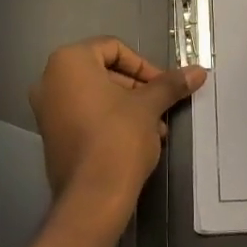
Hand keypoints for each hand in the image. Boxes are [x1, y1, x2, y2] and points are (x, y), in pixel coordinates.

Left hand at [28, 37, 204, 219]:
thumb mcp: (149, 106)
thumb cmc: (118, 137)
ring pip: (97, 96)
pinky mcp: (52, 135)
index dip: (144, 65)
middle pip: (104, 71)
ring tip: (156, 128)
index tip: (164, 85)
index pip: (114, 48)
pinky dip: (110, 121)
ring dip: (129, 107)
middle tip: (162, 106)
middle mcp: (50, 80)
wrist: (92, 197)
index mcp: (69, 62)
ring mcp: (47, 110)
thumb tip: (199, 71)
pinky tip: (138, 140)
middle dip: (138, 89)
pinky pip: (85, 115)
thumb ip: (170, 84)